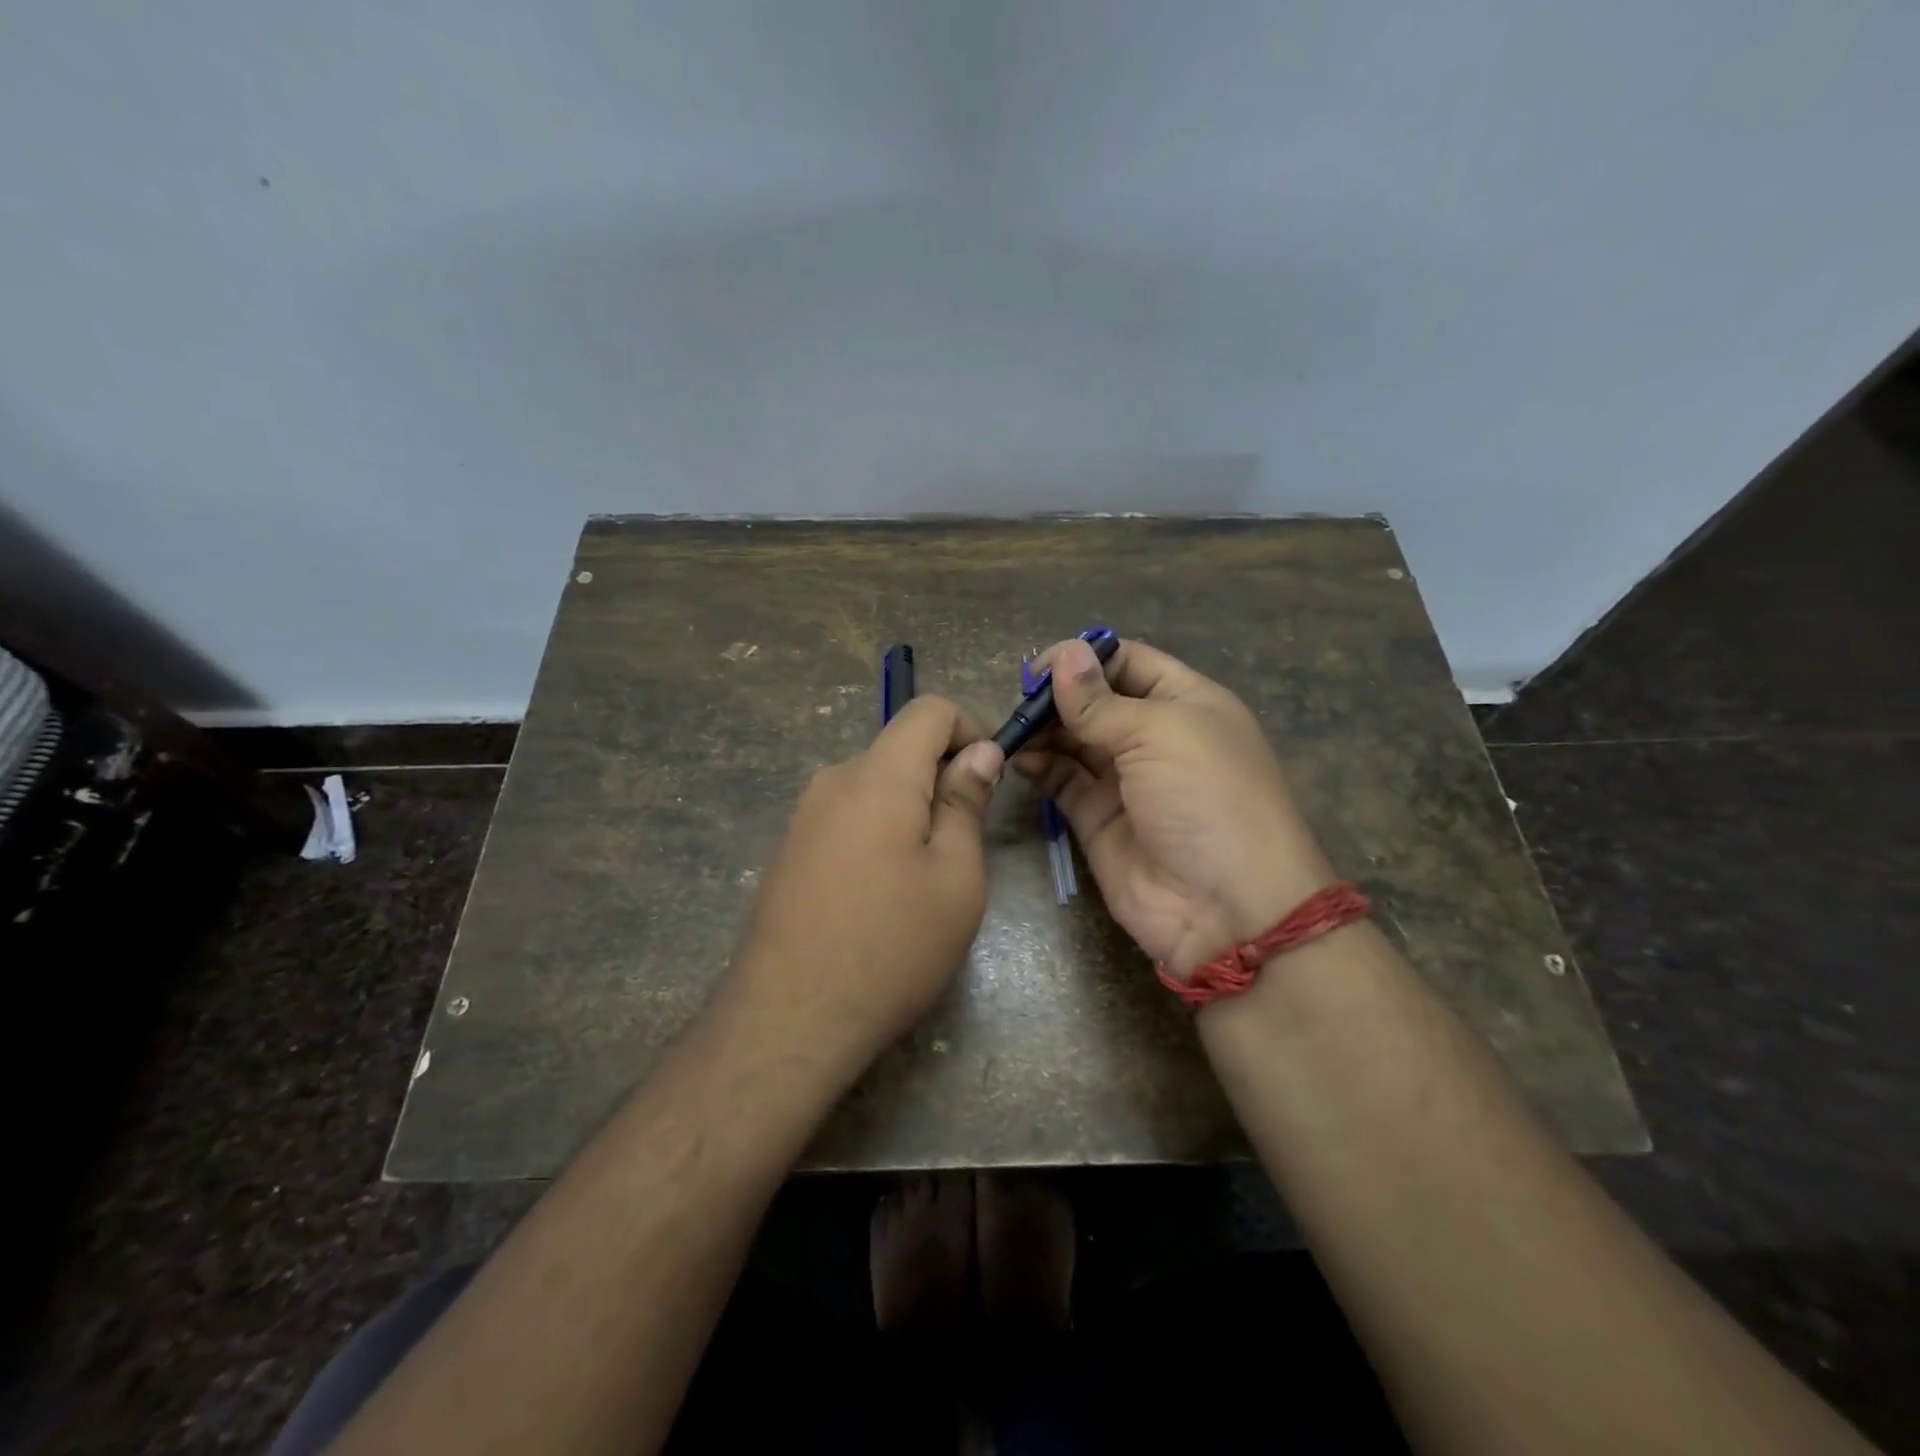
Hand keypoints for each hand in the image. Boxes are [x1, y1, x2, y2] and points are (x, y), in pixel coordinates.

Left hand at [723, 696, 1004, 1074]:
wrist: (789, 1019)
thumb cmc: (891, 946)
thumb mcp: (955, 877)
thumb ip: (966, 803)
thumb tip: (979, 752)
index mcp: (878, 775)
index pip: (929, 709)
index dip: (970, 729)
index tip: (990, 779)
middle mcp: (833, 781)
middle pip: (901, 749)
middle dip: (942, 779)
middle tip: (963, 848)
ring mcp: (804, 816)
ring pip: (876, 786)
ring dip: (912, 811)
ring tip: (924, 881)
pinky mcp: (791, 849)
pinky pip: (849, 817)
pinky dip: (880, 833)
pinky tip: (882, 896)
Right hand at [1015, 638, 1334, 978]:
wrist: (1227, 909)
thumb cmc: (1207, 799)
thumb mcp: (1161, 734)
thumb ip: (1101, 702)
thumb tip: (1063, 655)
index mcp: (1185, 703)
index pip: (1128, 662)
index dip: (1085, 658)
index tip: (1041, 667)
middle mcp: (1153, 736)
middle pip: (1094, 700)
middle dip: (1057, 696)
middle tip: (1019, 701)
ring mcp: (1124, 780)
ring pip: (1073, 739)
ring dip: (1043, 729)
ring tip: (1013, 729)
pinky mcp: (1097, 818)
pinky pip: (1062, 780)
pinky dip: (1039, 766)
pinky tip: (1020, 758)